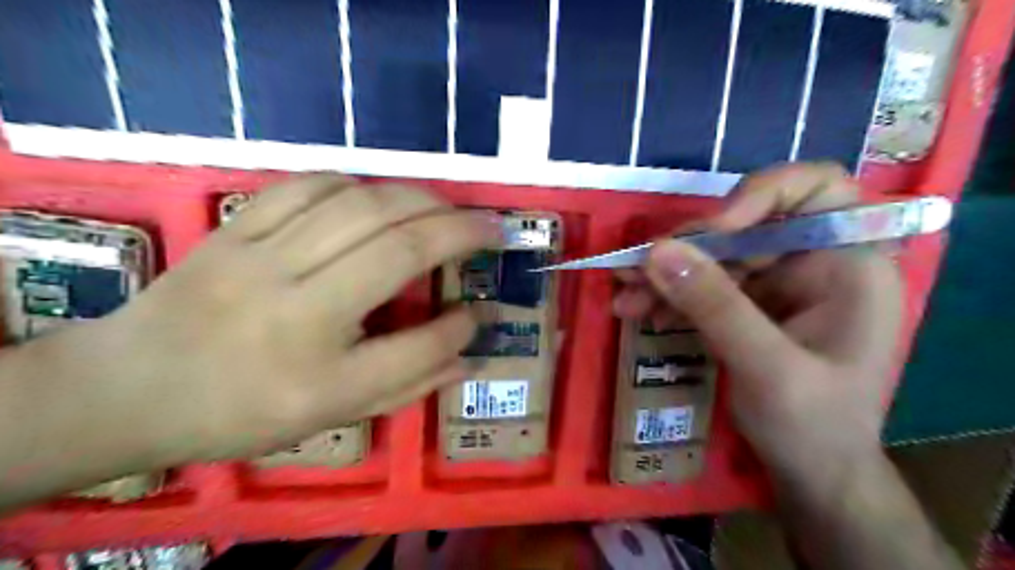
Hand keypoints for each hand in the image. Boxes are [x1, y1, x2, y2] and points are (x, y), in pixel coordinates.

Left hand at [71, 176, 498, 464]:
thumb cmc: (240, 412)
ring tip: (447, 205)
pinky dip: (357, 183)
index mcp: (315, 375)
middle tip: (491, 226)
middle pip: (397, 248)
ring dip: (419, 198)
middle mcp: (293, 308)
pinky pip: (308, 186)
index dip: (460, 326)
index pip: (415, 346)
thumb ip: (407, 383)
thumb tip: (469, 352)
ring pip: (361, 206)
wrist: (128, 386)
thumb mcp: (331, 415)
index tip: (483, 310)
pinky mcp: (236, 228)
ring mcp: (259, 257)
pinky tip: (378, 195)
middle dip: (458, 230)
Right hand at [610, 163, 902, 480]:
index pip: (818, 189)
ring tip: (624, 294)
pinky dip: (667, 294)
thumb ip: (716, 307)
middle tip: (635, 267)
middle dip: (687, 247)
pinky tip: (637, 309)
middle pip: (744, 225)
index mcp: (848, 264)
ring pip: (713, 256)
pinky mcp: (745, 304)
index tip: (716, 227)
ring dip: (665, 273)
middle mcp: (812, 262)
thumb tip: (657, 252)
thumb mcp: (767, 368)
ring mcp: (775, 283)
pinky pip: (701, 284)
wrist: (811, 472)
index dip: (764, 192)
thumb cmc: (814, 426)